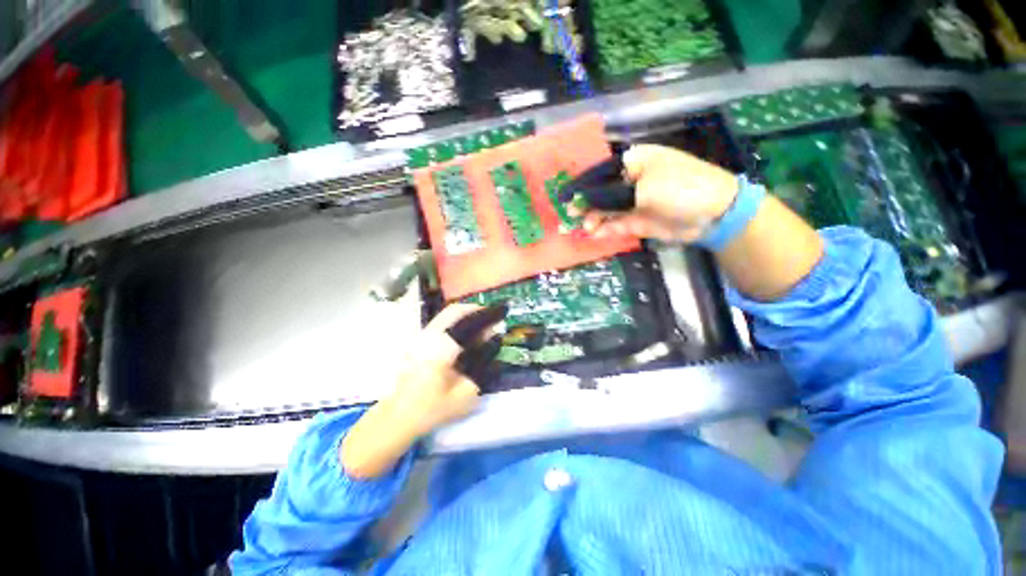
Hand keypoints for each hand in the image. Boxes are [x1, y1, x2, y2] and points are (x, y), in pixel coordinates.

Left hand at [382, 303, 492, 436]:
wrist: (398, 417)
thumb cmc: (433, 409)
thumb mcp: (466, 394)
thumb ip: (483, 366)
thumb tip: (494, 341)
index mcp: (439, 350)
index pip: (466, 321)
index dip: (486, 314)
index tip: (502, 313)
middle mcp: (428, 337)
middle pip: (454, 311)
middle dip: (476, 311)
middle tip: (492, 319)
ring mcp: (420, 337)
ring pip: (446, 315)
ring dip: (466, 316)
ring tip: (482, 328)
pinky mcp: (417, 341)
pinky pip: (441, 323)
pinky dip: (457, 323)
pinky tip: (466, 337)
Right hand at [577, 144, 739, 242]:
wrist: (714, 213)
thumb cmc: (681, 188)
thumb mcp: (644, 189)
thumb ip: (609, 196)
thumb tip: (581, 201)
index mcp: (633, 162)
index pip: (599, 172)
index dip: (580, 185)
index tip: (564, 198)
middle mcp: (630, 181)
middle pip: (599, 193)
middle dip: (584, 205)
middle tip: (570, 217)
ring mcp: (633, 202)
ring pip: (605, 210)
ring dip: (593, 219)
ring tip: (585, 228)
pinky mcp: (637, 220)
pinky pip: (616, 224)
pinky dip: (605, 229)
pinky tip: (596, 234)